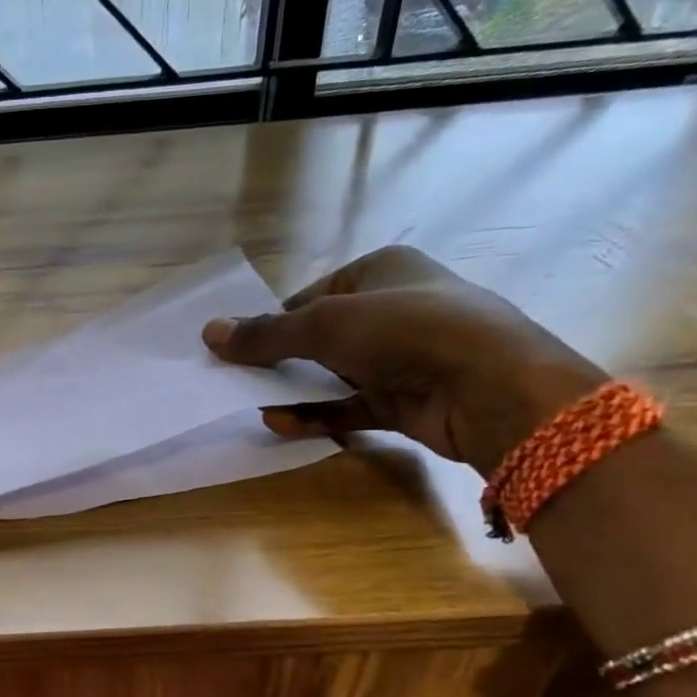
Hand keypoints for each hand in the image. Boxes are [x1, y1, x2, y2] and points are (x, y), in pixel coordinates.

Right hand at [201, 245, 604, 473]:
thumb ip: (266, 335)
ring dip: (292, 391)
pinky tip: (280, 424)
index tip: (237, 349)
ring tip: (251, 405)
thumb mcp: (325, 324)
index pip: (312, 297)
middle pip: (319, 338)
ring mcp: (400, 359)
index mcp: (380, 272)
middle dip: (279, 361)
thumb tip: (208, 332)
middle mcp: (392, 311)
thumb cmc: (406, 330)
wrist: (488, 387)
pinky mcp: (404, 402)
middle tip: (237, 381)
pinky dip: (316, 415)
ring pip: (332, 376)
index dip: (273, 323)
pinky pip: (348, 407)